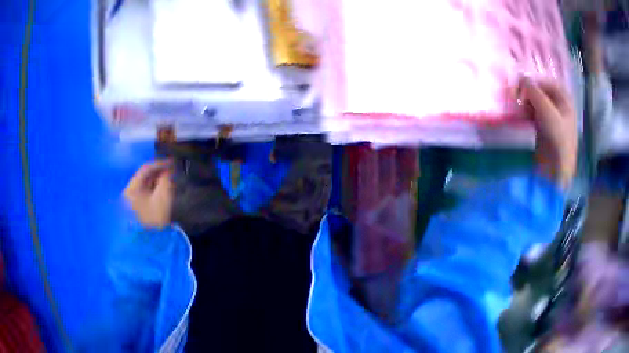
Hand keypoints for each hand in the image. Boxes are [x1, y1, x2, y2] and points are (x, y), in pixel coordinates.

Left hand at [124, 160, 174, 228]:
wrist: (156, 236)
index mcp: (132, 188)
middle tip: (179, 168)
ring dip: (164, 177)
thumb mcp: (164, 195)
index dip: (161, 163)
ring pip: (151, 181)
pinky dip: (163, 184)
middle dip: (163, 170)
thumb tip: (171, 167)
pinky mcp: (145, 202)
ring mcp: (137, 197)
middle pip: (147, 175)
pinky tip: (172, 184)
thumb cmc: (158, 214)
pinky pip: (154, 188)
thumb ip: (166, 179)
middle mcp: (132, 190)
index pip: (145, 169)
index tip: (176, 160)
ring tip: (177, 174)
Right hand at [520, 78, 576, 188]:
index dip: (533, 82)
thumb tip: (523, 78)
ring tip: (511, 105)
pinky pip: (530, 112)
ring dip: (522, 102)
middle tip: (511, 96)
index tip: (516, 85)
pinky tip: (515, 114)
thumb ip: (536, 95)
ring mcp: (549, 115)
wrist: (556, 159)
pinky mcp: (540, 124)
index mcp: (564, 99)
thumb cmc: (556, 134)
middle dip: (526, 92)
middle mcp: (557, 104)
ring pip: (534, 103)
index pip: (547, 83)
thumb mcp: (547, 113)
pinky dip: (522, 111)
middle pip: (540, 92)